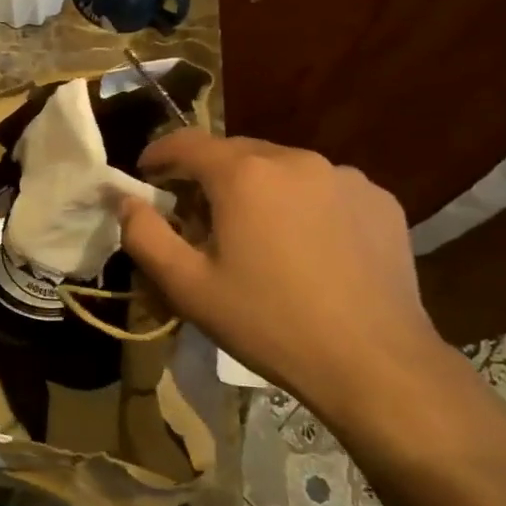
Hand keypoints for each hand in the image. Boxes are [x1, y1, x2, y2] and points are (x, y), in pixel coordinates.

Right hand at [118, 131, 448, 412]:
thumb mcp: (187, 286)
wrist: (373, 362)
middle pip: (235, 153)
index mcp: (244, 175)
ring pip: (282, 169)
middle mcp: (294, 159)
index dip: (159, 154)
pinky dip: (304, 204)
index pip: (186, 143)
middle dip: (209, 176)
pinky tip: (309, 247)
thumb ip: (144, 235)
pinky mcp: (379, 200)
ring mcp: (344, 176)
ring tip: (258, 235)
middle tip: (199, 217)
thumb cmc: (268, 322)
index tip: (147, 174)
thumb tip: (127, 201)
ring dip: (259, 189)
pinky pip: (324, 189)